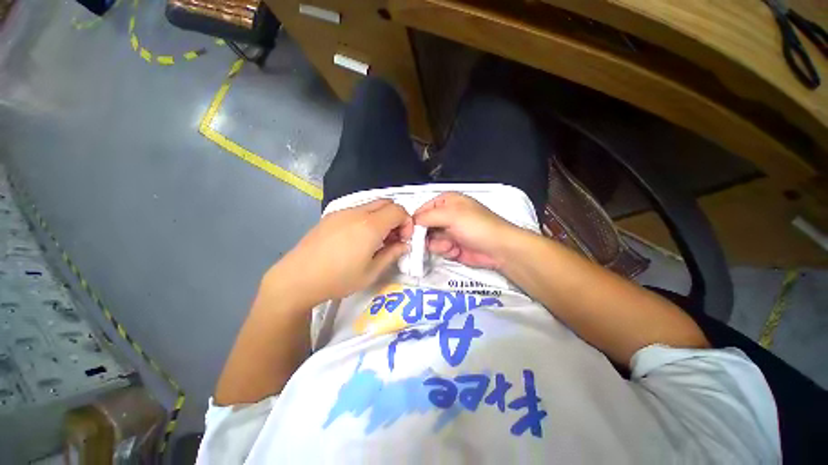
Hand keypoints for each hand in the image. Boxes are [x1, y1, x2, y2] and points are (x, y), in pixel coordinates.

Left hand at [261, 199, 412, 307]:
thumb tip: (405, 245)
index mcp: (370, 225)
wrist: (297, 278)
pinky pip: (357, 210)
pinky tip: (359, 238)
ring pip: (372, 205)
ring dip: (382, 217)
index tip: (403, 239)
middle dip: (396, 217)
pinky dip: (367, 218)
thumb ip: (392, 254)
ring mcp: (342, 212)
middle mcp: (358, 212)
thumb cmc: (338, 279)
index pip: (399, 210)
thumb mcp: (371, 272)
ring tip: (376, 239)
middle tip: (392, 238)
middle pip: (387, 202)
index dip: (407, 222)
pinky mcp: (331, 216)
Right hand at [413, 192, 525, 268]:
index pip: (421, 210)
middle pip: (423, 226)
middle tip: (434, 240)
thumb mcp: (451, 215)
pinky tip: (456, 250)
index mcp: (446, 202)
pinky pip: (438, 249)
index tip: (411, 233)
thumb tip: (411, 222)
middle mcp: (445, 216)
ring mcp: (448, 232)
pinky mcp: (452, 246)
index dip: (415, 222)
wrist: (498, 249)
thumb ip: (427, 216)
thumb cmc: (477, 226)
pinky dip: (445, 251)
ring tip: (451, 245)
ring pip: (429, 240)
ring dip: (438, 244)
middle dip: (427, 235)